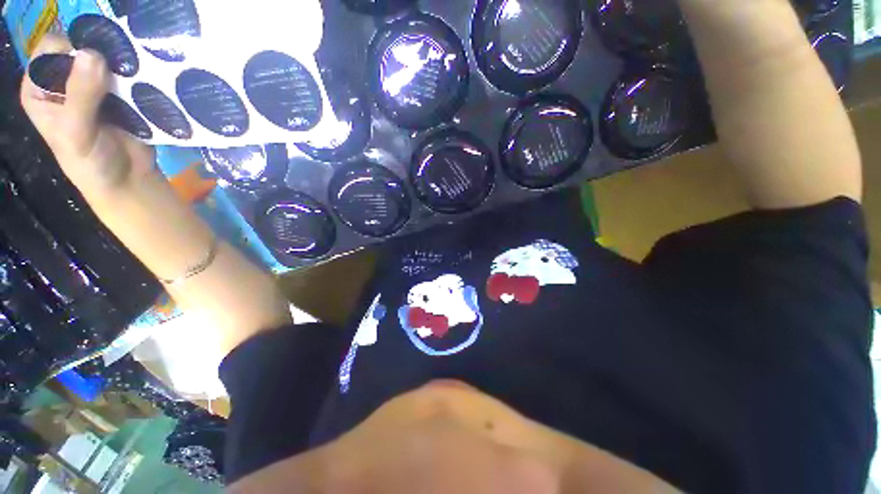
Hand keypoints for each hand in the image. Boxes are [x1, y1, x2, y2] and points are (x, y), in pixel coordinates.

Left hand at [20, 34, 154, 204]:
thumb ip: (80, 96)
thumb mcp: (76, 132)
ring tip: (135, 75)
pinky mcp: (119, 94)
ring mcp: (93, 86)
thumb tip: (92, 53)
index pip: (51, 50)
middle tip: (118, 69)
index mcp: (40, 89)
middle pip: (81, 50)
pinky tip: (145, 82)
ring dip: (121, 64)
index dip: (70, 50)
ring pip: (106, 59)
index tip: (92, 62)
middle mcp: (63, 82)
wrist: (129, 181)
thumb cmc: (91, 163)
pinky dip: (136, 74)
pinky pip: (126, 75)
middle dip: (100, 55)